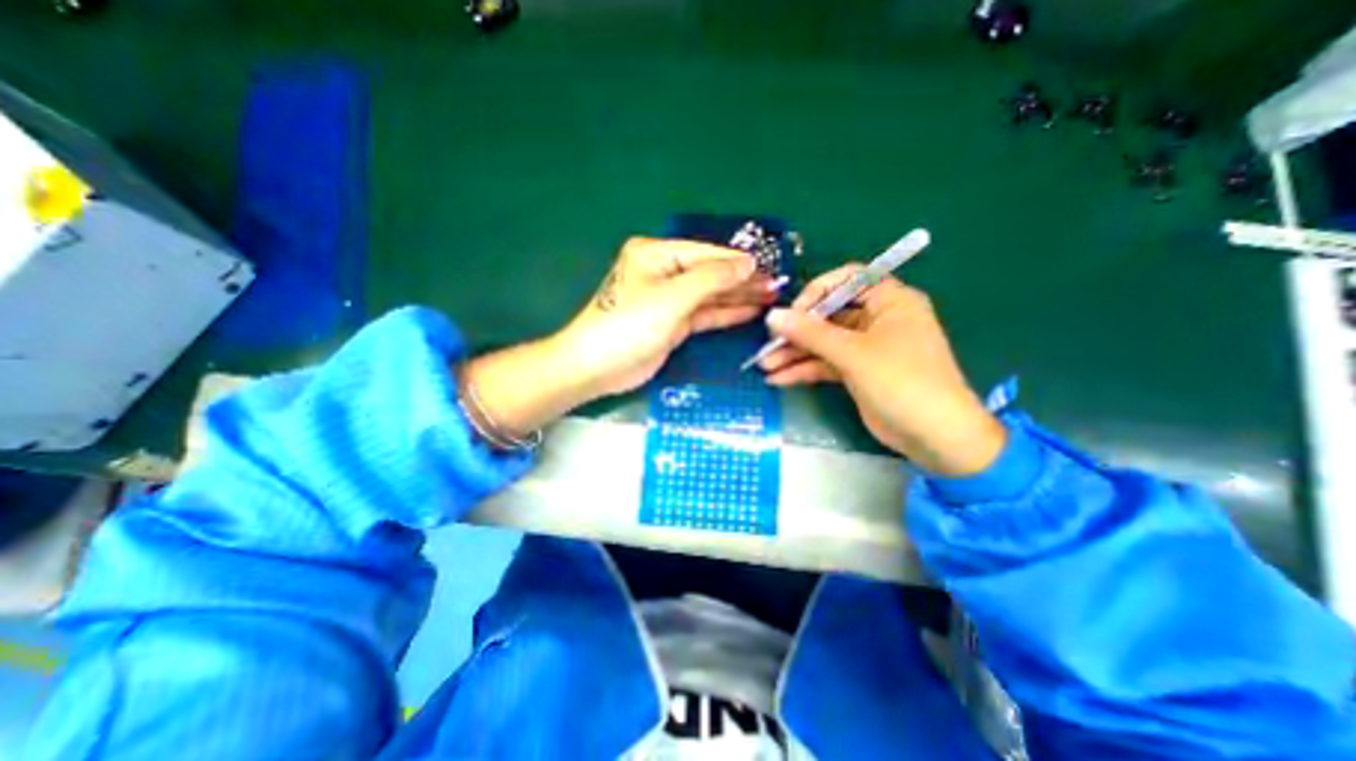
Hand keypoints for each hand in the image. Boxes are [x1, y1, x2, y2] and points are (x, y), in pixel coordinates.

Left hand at [464, 238, 766, 440]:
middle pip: (710, 273)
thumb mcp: (672, 298)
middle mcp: (663, 272)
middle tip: (776, 286)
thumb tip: (747, 263)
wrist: (597, 367)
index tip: (769, 269)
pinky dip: (725, 313)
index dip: (737, 262)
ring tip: (770, 298)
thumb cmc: (630, 325)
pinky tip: (749, 312)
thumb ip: (712, 279)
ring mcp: (669, 299)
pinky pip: (704, 314)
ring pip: (710, 295)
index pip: (706, 253)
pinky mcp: (673, 323)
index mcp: (656, 255)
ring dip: (738, 297)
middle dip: (742, 280)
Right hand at [760, 265, 1004, 472]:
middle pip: (829, 315)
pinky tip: (778, 379)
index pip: (847, 280)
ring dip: (795, 354)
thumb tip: (772, 316)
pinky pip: (826, 364)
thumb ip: (810, 333)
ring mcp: (866, 348)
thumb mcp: (853, 353)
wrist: (935, 437)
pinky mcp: (858, 372)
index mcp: (889, 301)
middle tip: (768, 344)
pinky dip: (805, 371)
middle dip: (797, 331)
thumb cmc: (902, 381)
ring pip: (824, 343)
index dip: (817, 292)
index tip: (793, 313)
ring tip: (765, 366)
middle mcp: (877, 319)